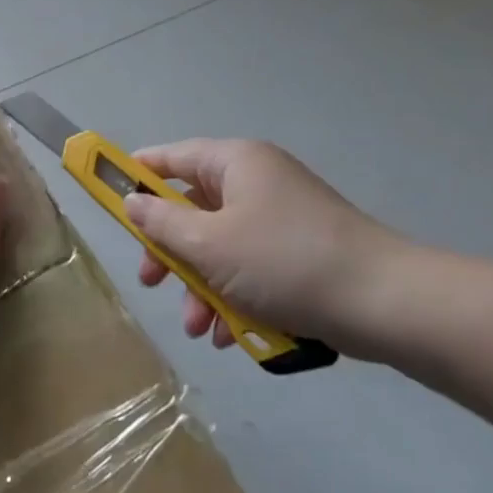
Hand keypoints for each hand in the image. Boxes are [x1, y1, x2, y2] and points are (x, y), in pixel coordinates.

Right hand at [124, 139, 413, 359]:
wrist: (384, 302)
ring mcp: (280, 218)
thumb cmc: (284, 261)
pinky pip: (251, 268)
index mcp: (235, 163)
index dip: (136, 175)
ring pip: (220, 246)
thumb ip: (162, 223)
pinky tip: (232, 335)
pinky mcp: (299, 253)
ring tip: (199, 328)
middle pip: (193, 208)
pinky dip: (236, 297)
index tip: (108, 198)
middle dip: (171, 252)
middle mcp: (257, 182)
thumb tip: (133, 203)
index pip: (171, 157)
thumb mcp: (210, 244)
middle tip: (151, 281)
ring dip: (202, 286)